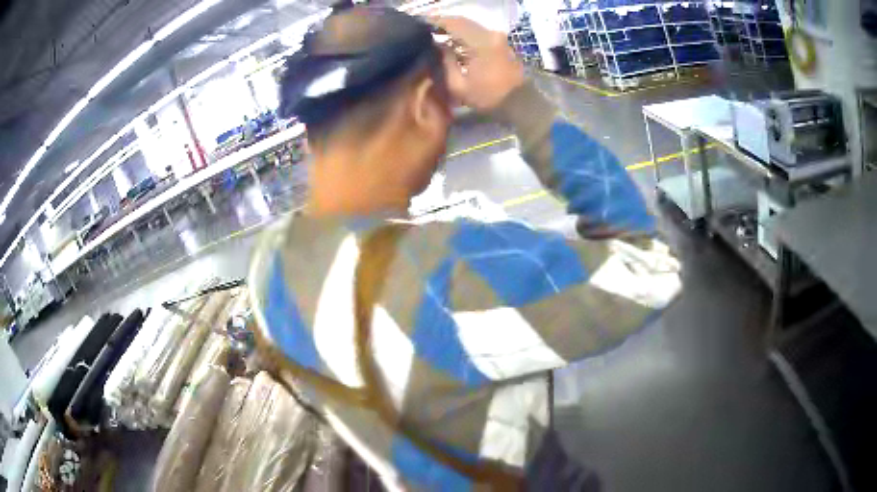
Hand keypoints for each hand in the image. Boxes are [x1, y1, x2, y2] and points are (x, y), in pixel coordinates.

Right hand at [430, 16, 525, 111]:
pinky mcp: (501, 43)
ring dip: (454, 29)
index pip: (454, 23)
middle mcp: (491, 34)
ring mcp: (498, 37)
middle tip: (426, 28)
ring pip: (471, 26)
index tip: (420, 23)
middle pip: (463, 21)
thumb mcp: (458, 86)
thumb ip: (445, 62)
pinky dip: (465, 35)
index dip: (435, 21)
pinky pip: (478, 33)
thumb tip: (437, 46)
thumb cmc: (488, 98)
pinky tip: (454, 42)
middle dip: (443, 23)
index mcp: (481, 42)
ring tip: (437, 34)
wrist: (520, 103)